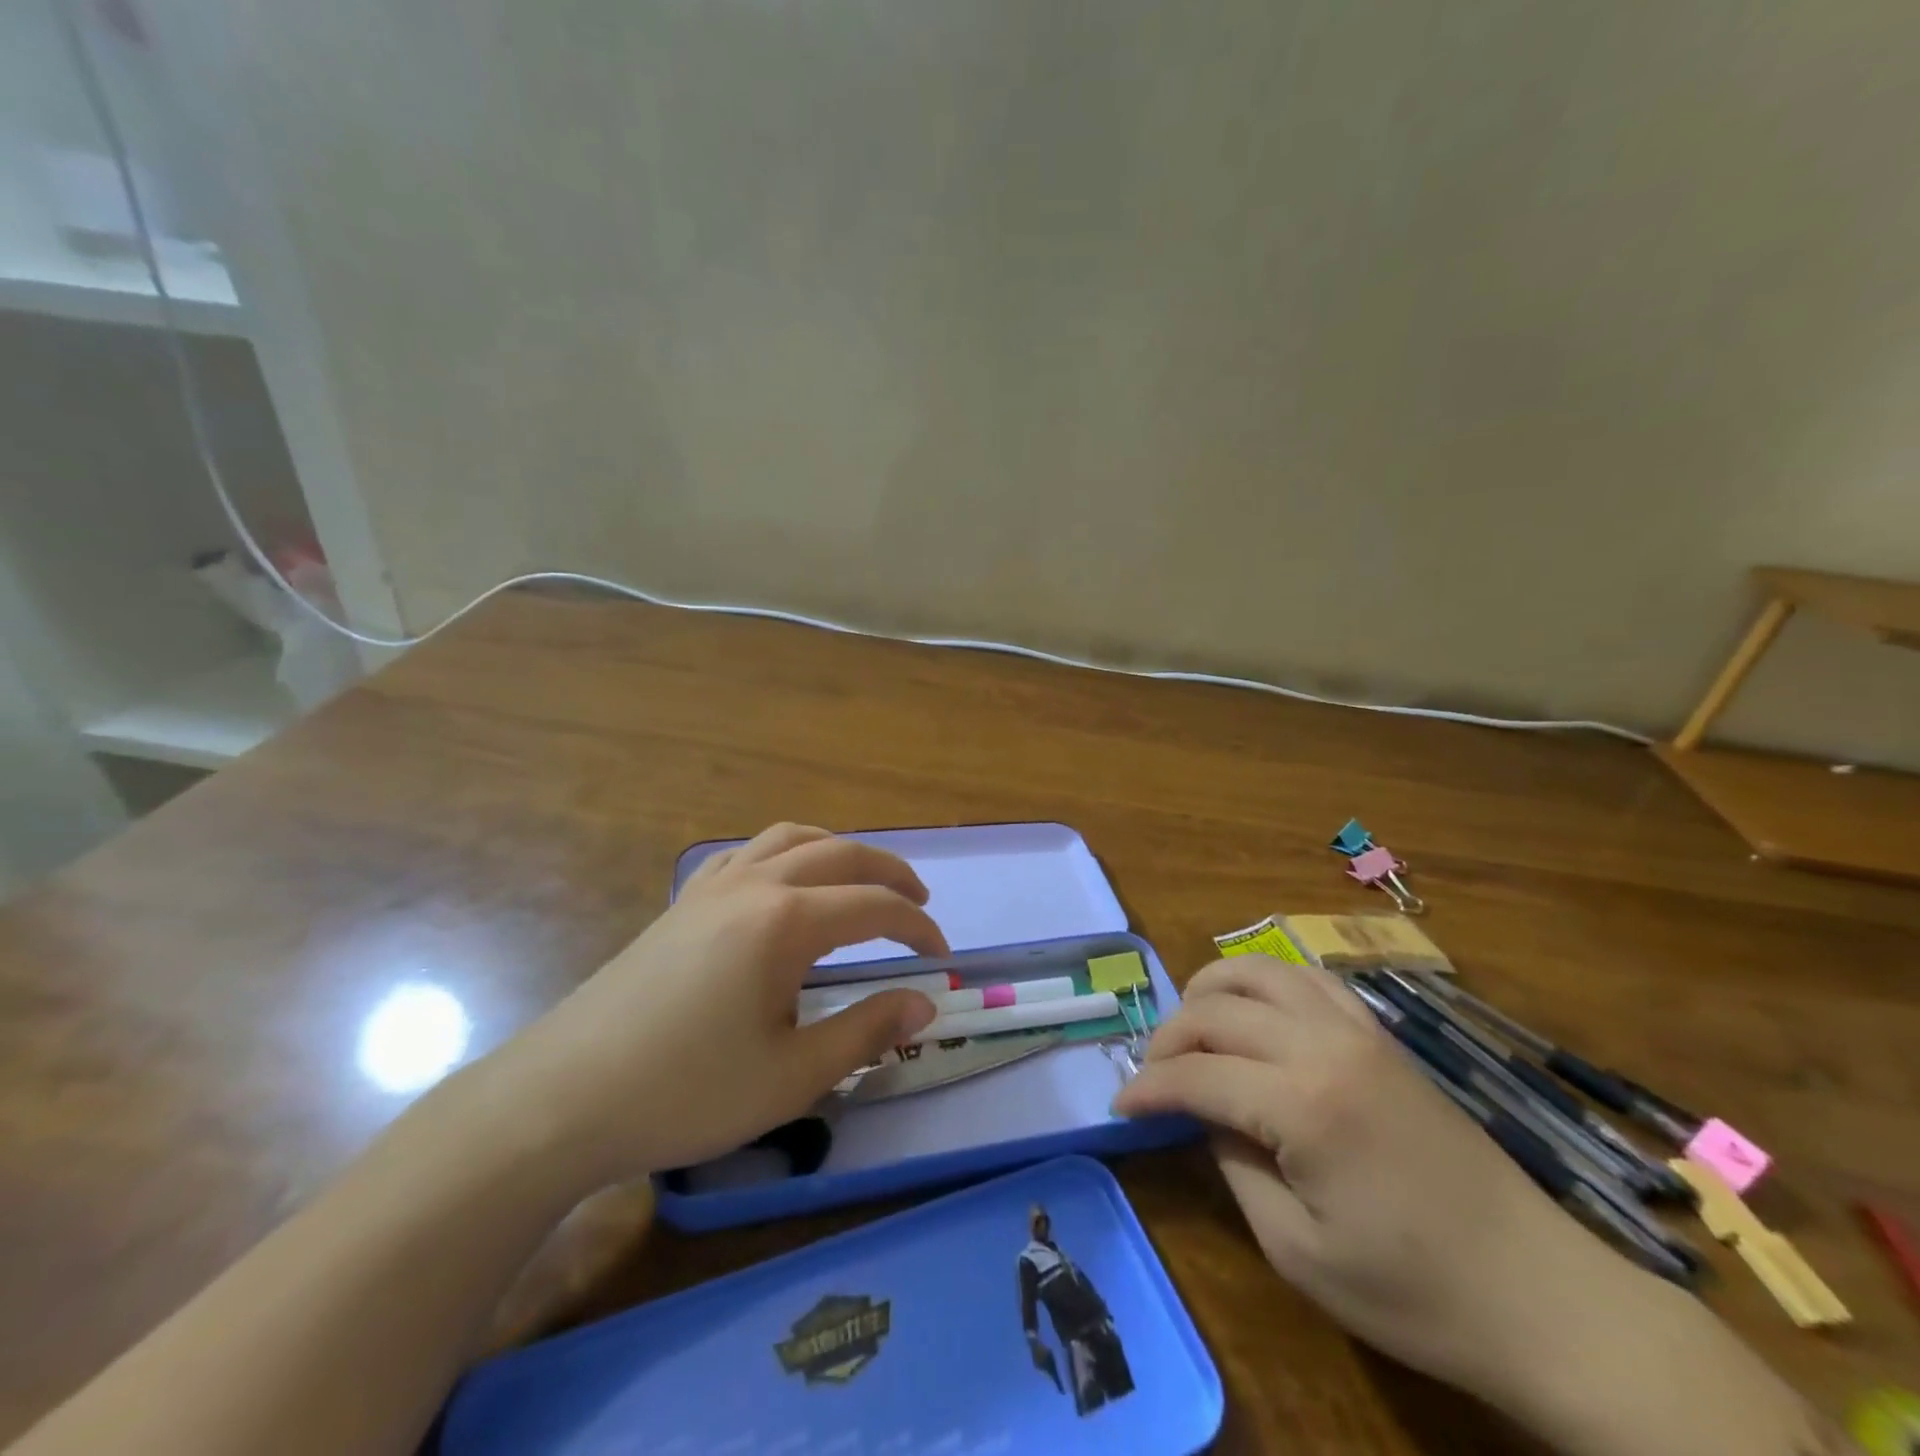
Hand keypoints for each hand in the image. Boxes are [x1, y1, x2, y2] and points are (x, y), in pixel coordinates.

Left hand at [467, 824, 945, 1192]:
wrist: (563, 1100)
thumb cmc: (686, 1092)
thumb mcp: (792, 1075)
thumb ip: (866, 1031)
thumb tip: (923, 1004)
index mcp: (785, 921)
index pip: (873, 907)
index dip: (917, 929)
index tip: (940, 960)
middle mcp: (753, 885)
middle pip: (840, 855)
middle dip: (889, 874)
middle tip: (920, 903)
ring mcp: (711, 889)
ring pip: (791, 839)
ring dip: (839, 851)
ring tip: (862, 879)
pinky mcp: (681, 904)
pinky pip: (745, 855)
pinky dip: (784, 854)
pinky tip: (783, 882)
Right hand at [1110, 957, 1612, 1403]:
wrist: (1540, 1295)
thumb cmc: (1413, 1292)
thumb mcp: (1296, 1250)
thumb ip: (1233, 1165)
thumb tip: (1204, 1114)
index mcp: (1302, 1105)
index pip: (1196, 1074)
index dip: (1148, 1087)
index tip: (1119, 1105)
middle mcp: (1325, 1045)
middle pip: (1217, 1010)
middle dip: (1169, 1037)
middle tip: (1151, 1076)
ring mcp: (1359, 1030)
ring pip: (1260, 970)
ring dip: (1211, 989)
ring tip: (1192, 1027)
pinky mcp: (1382, 1034)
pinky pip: (1310, 977)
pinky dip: (1266, 980)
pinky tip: (1254, 1010)